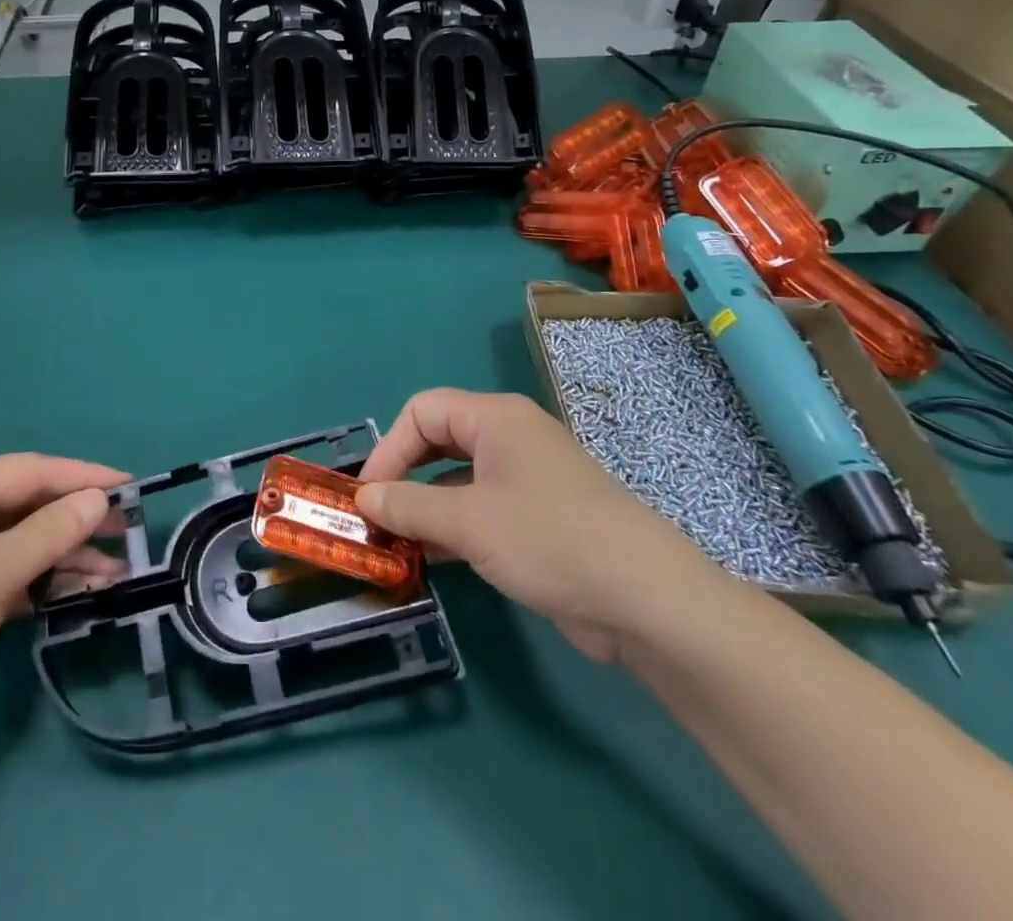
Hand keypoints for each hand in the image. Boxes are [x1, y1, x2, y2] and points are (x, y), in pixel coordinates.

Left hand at [0, 455, 127, 769]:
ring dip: (67, 556)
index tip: (129, 486)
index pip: (29, 471)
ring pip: (24, 544)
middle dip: (77, 519)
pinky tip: (82, 592)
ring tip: (116, 572)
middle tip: (127, 532)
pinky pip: (12, 577)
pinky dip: (45, 582)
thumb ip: (50, 532)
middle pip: (28, 507)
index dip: (81, 476)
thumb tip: (99, 499)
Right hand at [357, 389, 727, 664]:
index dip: (389, 448)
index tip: (366, 495)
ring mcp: (527, 478)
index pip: (422, 411)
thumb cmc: (550, 540)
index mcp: (495, 418)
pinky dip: (452, 527)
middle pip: (438, 441)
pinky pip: (481, 509)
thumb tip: (363, 498)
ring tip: (395, 545)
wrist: (649, 601)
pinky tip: (432, 559)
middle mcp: (509, 438)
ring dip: (424, 508)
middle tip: (376, 517)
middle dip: (403, 476)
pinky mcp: (538, 517)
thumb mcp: (468, 522)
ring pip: (457, 479)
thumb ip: (408, 506)